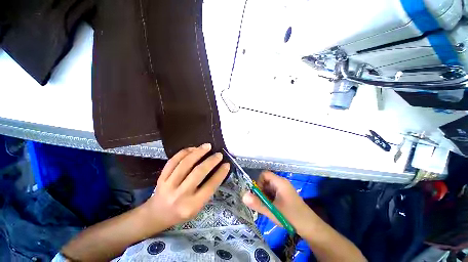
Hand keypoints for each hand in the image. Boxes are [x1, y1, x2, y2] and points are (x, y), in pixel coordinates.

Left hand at [142, 143, 229, 230]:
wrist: (157, 215)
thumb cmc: (181, 212)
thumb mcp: (197, 207)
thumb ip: (207, 190)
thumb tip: (217, 170)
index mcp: (192, 205)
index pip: (210, 186)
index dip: (220, 173)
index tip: (227, 164)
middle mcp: (180, 195)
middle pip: (198, 172)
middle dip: (211, 161)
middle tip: (218, 154)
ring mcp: (168, 185)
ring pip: (185, 164)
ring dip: (198, 152)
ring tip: (207, 146)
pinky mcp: (161, 177)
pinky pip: (173, 161)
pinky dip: (184, 152)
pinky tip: (193, 148)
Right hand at [242, 171, 319, 235]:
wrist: (310, 227)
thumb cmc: (291, 217)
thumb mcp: (272, 210)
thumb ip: (257, 203)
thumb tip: (243, 196)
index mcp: (279, 182)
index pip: (264, 174)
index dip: (258, 182)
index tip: (257, 194)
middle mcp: (281, 183)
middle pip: (266, 181)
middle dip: (261, 191)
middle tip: (262, 203)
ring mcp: (284, 189)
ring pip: (269, 187)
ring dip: (265, 196)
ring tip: (267, 207)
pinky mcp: (285, 195)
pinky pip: (273, 192)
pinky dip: (269, 198)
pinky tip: (272, 208)